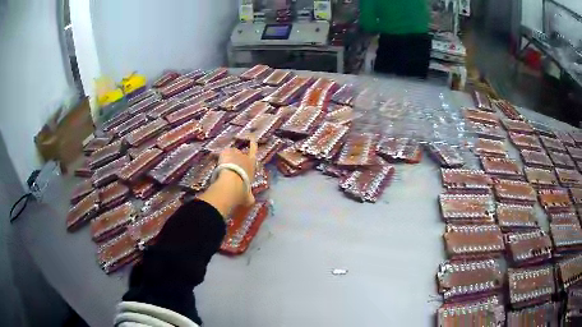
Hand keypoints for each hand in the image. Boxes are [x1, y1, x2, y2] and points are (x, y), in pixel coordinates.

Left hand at [217, 139, 257, 205]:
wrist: (231, 185)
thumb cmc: (242, 191)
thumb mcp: (248, 197)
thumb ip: (249, 196)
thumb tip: (250, 199)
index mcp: (252, 166)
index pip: (254, 152)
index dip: (253, 146)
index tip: (252, 139)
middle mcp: (245, 157)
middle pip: (240, 154)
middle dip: (236, 159)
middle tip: (230, 166)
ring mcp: (235, 153)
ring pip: (230, 154)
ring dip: (227, 159)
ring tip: (222, 167)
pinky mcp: (226, 152)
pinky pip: (223, 154)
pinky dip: (220, 158)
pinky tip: (217, 164)